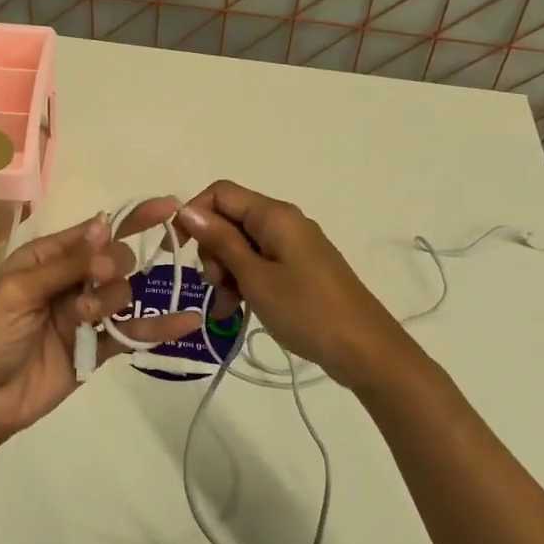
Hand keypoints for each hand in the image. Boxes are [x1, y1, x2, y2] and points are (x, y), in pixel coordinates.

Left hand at [0, 201, 202, 446]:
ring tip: (85, 318)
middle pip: (115, 261)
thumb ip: (66, 264)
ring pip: (123, 295)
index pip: (95, 232)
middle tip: (97, 280)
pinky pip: (132, 333)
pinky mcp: (96, 349)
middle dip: (113, 266)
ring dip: (113, 300)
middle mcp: (70, 281)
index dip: (131, 218)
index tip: (168, 208)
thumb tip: (105, 226)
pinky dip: (158, 328)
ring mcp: (85, 316)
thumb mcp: (19, 290)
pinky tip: (186, 320)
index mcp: (47, 258)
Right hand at [176, 180, 414, 390]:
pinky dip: (244, 282)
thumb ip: (221, 241)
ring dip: (225, 273)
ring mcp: (292, 247)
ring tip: (227, 307)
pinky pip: (259, 265)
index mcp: (274, 216)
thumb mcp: (255, 277)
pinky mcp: (298, 269)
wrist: (365, 350)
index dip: (194, 214)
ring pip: (241, 246)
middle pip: (229, 220)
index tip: (178, 248)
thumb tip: (188, 210)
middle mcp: (283, 222)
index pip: (220, 193)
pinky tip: (237, 310)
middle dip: (212, 251)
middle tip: (216, 285)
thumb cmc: (307, 310)